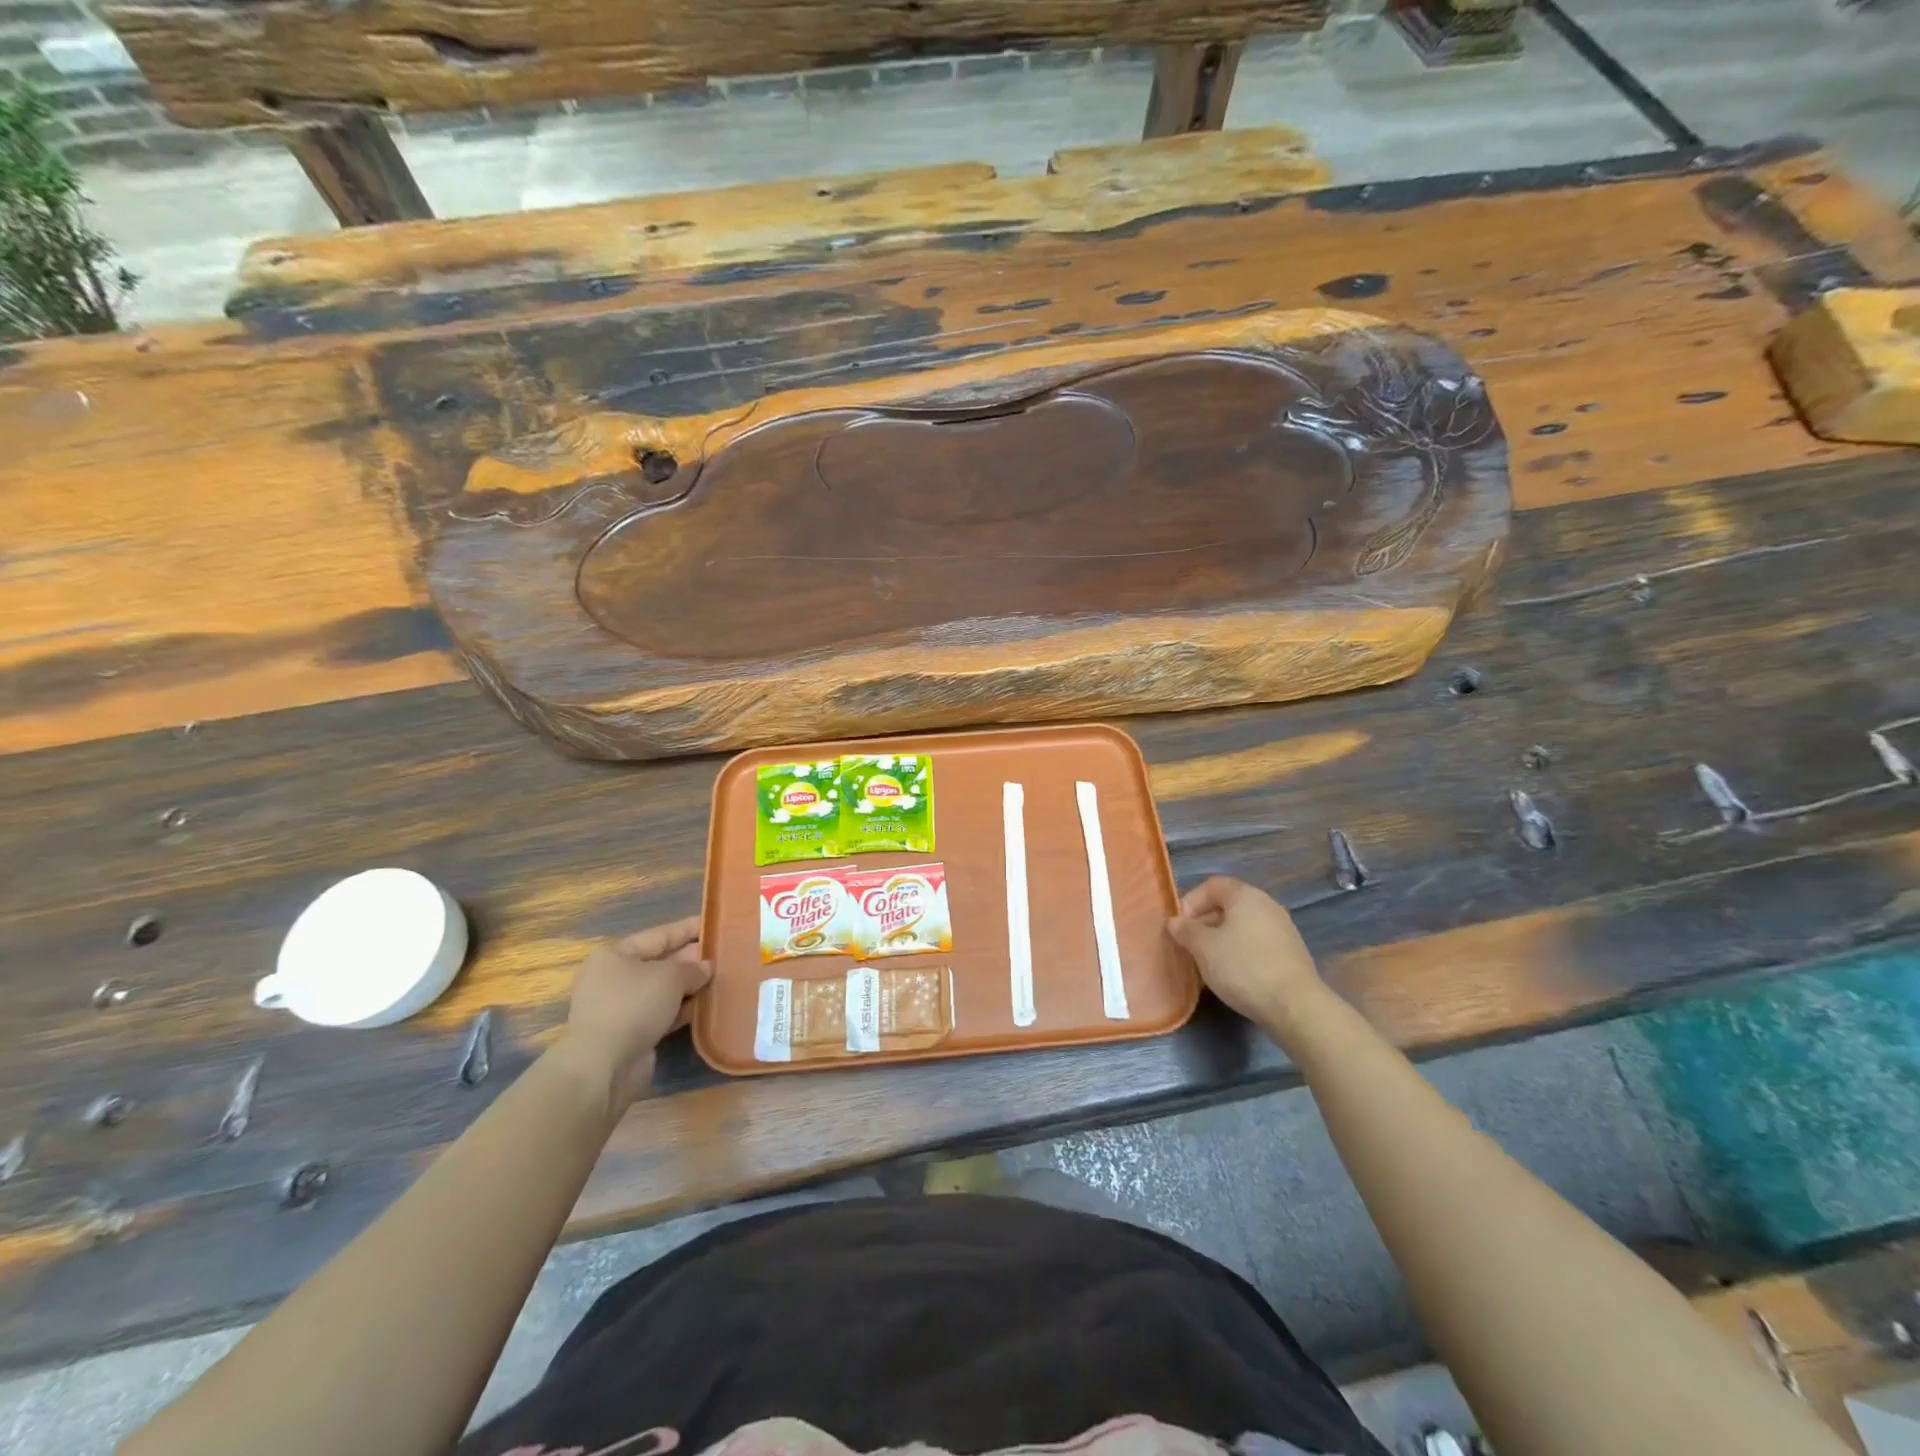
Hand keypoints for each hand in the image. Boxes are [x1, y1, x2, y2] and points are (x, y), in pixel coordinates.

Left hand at [559, 915, 711, 1107]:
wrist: (604, 1064)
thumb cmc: (634, 1005)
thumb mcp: (670, 976)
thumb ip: (692, 968)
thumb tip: (706, 968)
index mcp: (615, 955)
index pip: (658, 935)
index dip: (686, 929)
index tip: (711, 923)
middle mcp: (613, 978)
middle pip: (659, 963)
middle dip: (690, 960)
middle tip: (722, 955)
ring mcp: (619, 1008)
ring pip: (661, 991)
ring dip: (688, 987)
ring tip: (719, 980)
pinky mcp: (628, 1034)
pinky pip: (660, 1014)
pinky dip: (680, 1010)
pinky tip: (704, 1007)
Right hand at [1167, 876, 1324, 1030]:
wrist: (1295, 1006)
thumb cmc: (1243, 967)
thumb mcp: (1203, 947)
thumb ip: (1185, 930)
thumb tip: (1175, 922)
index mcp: (1246, 896)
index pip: (1212, 885)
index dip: (1190, 901)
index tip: (1180, 927)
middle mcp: (1267, 905)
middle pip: (1227, 906)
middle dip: (1203, 923)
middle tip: (1189, 947)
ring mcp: (1282, 930)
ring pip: (1241, 927)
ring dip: (1220, 941)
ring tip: (1207, 964)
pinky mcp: (1290, 954)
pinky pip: (1256, 945)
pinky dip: (1239, 954)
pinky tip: (1232, 976)